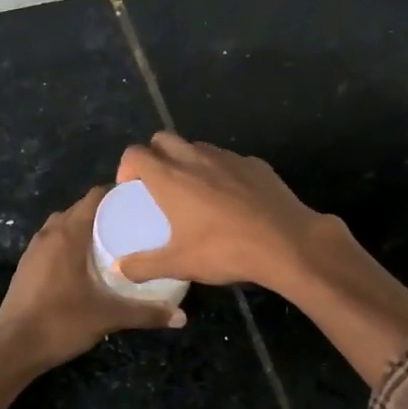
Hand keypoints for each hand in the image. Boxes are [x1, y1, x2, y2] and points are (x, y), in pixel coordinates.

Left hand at [0, 185, 185, 408]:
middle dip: (104, 211)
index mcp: (68, 234)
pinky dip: (69, 243)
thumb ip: (145, 314)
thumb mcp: (108, 317)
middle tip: (132, 222)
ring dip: (84, 227)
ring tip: (111, 240)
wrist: (12, 349)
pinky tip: (85, 263)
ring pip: (62, 225)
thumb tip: (182, 317)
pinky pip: (52, 242)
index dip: (117, 193)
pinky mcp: (26, 266)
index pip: (94, 197)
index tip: (140, 200)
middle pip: (79, 209)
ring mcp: (33, 250)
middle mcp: (49, 234)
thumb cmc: (61, 323)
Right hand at [114, 133, 329, 294]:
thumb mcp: (179, 264)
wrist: (287, 243)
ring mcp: (228, 158)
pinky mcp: (255, 163)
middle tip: (158, 184)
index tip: (131, 188)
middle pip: (163, 139)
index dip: (127, 167)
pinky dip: (220, 171)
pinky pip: (228, 160)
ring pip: (197, 147)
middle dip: (155, 155)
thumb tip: (120, 269)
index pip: (136, 153)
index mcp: (170, 178)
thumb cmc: (225, 251)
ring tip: (194, 191)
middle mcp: (195, 158)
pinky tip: (231, 198)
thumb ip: (144, 266)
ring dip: (187, 160)